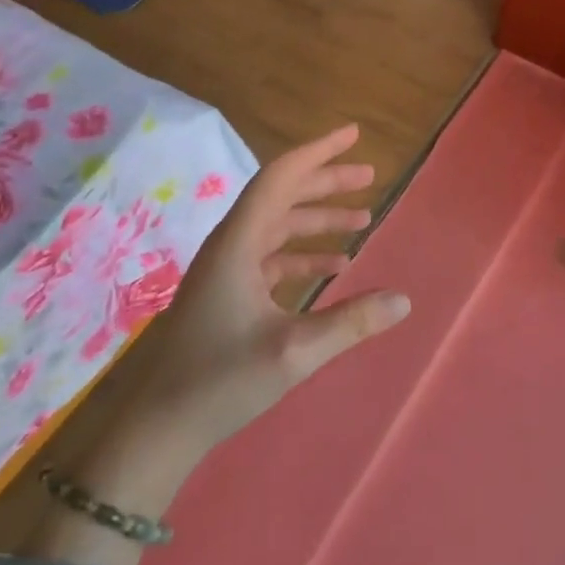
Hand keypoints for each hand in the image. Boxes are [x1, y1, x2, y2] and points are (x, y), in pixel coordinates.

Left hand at [116, 124, 412, 459]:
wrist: (159, 428)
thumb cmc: (221, 381)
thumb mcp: (295, 352)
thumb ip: (351, 322)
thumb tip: (404, 299)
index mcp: (238, 243)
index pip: (280, 178)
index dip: (318, 152)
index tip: (352, 135)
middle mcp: (230, 245)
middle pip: (282, 197)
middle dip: (326, 183)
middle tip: (369, 178)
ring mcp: (226, 269)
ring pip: (278, 227)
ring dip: (318, 220)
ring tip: (363, 220)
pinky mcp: (227, 292)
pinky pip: (271, 257)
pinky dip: (304, 254)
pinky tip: (335, 267)